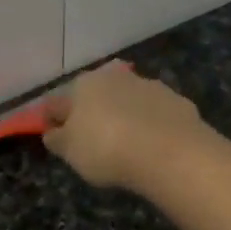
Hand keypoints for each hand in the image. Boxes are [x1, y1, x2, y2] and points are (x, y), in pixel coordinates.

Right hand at [42, 63, 207, 190]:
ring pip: (129, 102)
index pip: (59, 103)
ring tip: (127, 145)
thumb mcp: (70, 152)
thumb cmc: (106, 149)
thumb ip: (57, 139)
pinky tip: (154, 146)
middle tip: (93, 141)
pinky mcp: (177, 101)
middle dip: (93, 114)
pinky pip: (157, 115)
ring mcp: (150, 86)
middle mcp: (116, 77)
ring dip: (125, 116)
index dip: (54, 120)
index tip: (56, 136)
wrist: (168, 152)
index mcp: (83, 85)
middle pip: (97, 97)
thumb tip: (53, 132)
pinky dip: (152, 126)